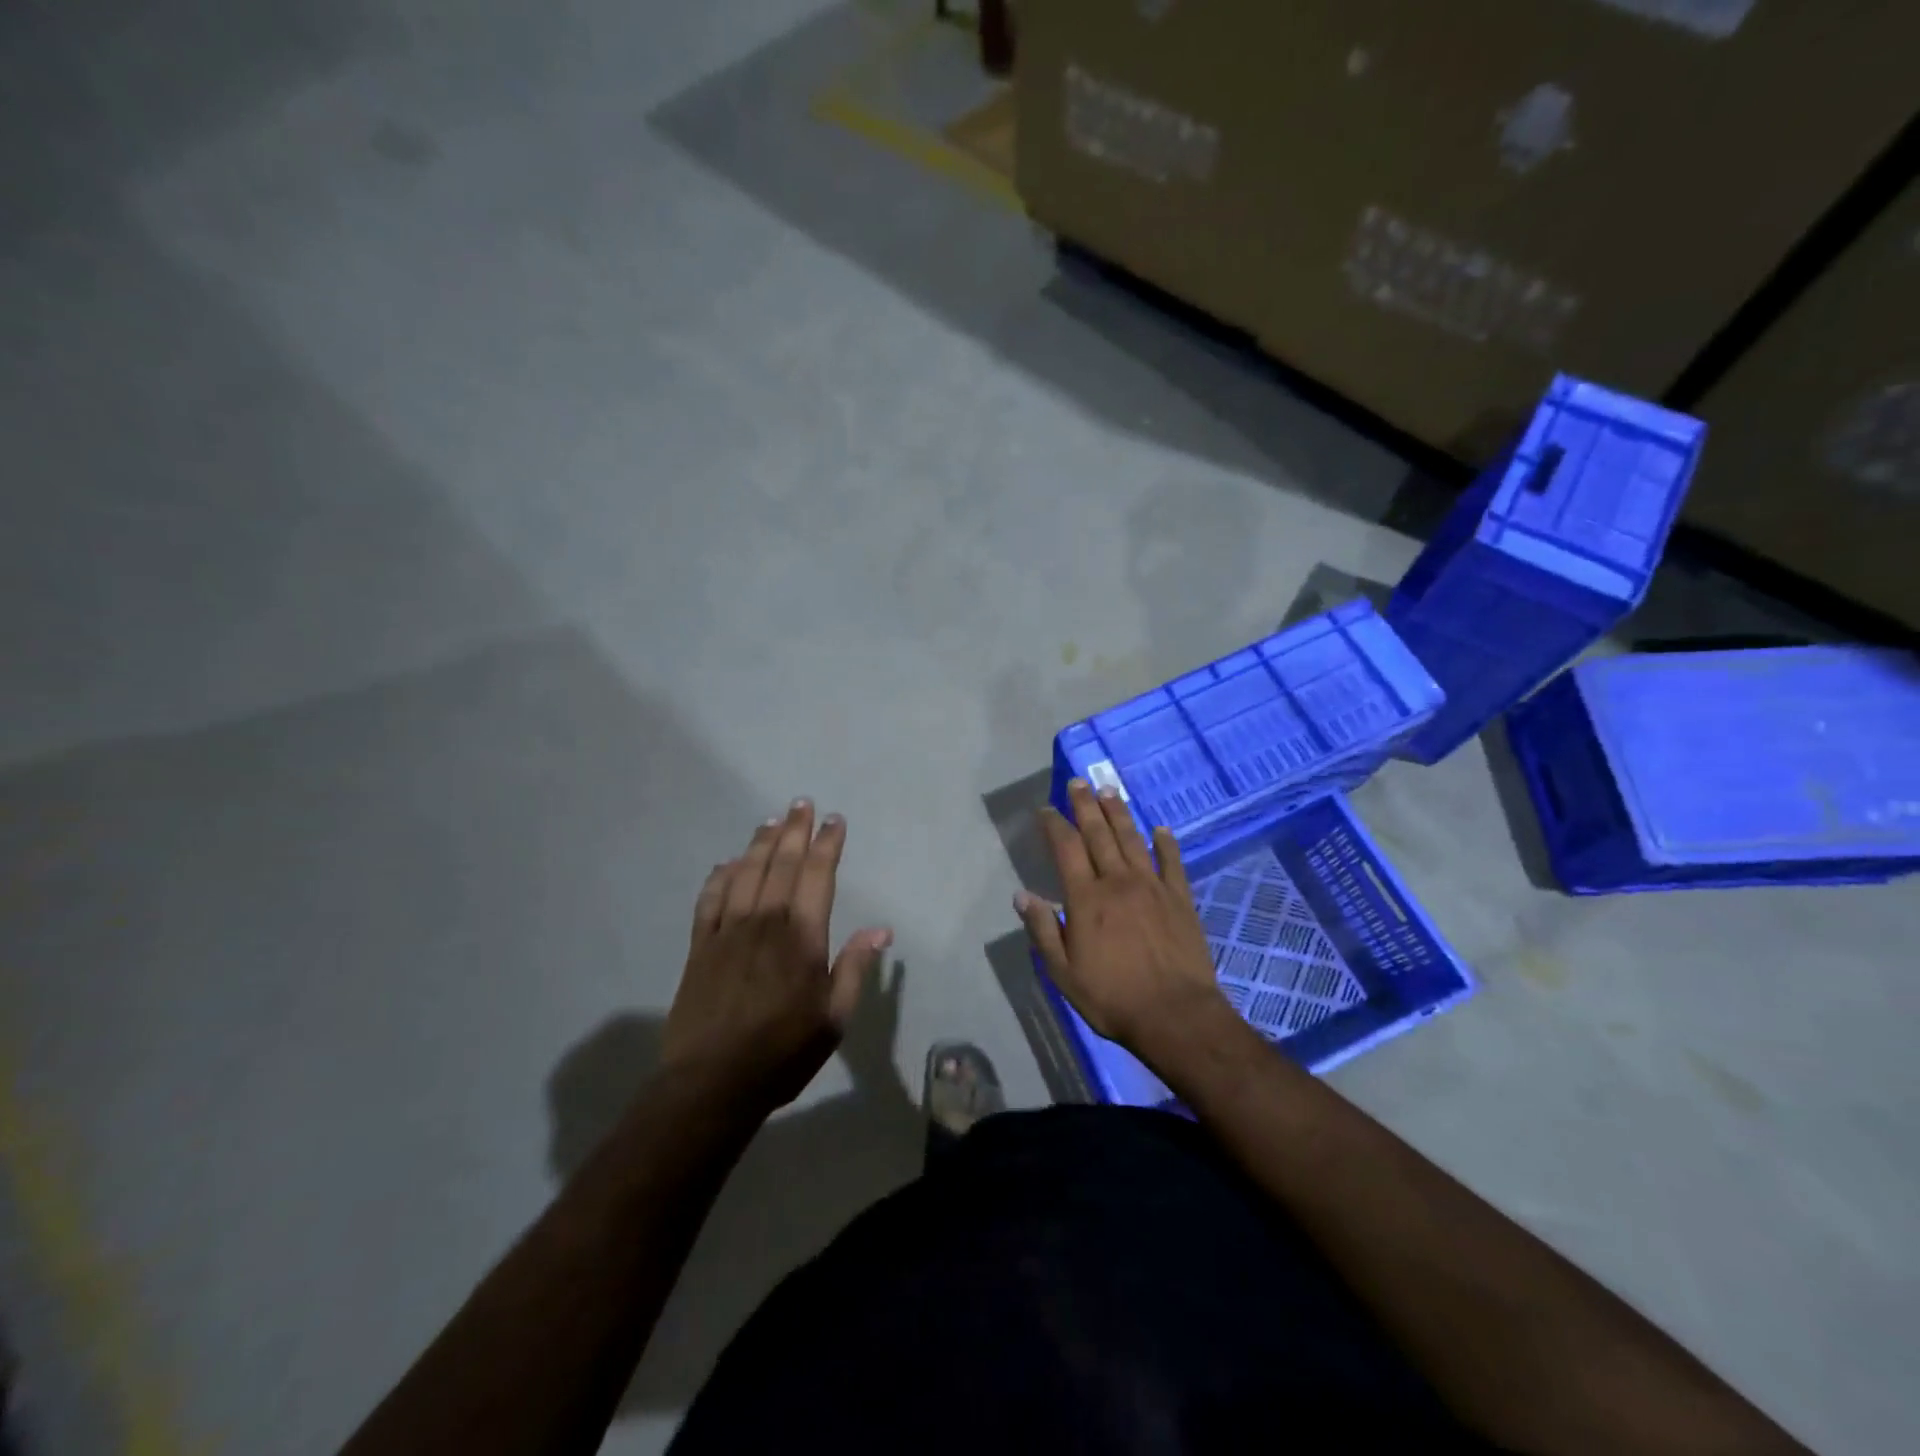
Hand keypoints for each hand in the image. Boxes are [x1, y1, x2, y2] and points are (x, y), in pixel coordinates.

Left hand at [664, 800, 891, 1112]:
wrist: (712, 1082)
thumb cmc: (783, 1052)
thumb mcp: (833, 1019)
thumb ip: (854, 968)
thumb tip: (881, 930)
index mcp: (802, 937)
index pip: (817, 876)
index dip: (827, 845)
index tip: (834, 821)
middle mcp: (765, 922)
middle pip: (781, 864)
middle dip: (794, 830)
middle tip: (801, 803)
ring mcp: (728, 931)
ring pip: (746, 873)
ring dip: (760, 844)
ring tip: (771, 820)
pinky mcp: (700, 946)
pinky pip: (710, 899)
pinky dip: (720, 876)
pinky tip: (727, 863)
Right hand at [1017, 778, 1227, 1058]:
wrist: (1175, 1015)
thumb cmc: (1112, 997)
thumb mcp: (1064, 972)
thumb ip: (1043, 930)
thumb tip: (1022, 894)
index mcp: (1087, 898)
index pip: (1066, 848)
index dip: (1055, 825)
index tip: (1046, 809)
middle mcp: (1118, 882)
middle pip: (1099, 834)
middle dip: (1085, 806)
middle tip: (1077, 782)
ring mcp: (1152, 887)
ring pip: (1132, 839)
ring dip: (1119, 813)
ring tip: (1108, 790)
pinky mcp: (1180, 899)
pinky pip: (1172, 862)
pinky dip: (1166, 843)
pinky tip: (1160, 829)